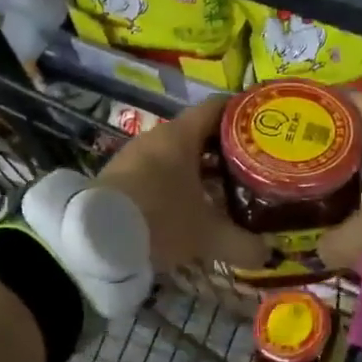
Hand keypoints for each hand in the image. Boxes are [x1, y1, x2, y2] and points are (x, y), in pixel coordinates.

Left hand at [94, 99, 269, 272]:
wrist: (93, 240)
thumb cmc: (159, 220)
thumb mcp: (207, 236)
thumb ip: (242, 244)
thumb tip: (268, 255)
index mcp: (181, 136)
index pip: (218, 107)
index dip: (243, 112)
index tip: (264, 126)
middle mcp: (158, 138)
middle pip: (199, 132)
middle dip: (226, 149)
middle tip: (253, 165)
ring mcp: (135, 156)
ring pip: (177, 155)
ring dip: (201, 169)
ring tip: (227, 189)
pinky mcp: (119, 177)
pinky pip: (158, 171)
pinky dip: (178, 182)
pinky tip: (190, 206)